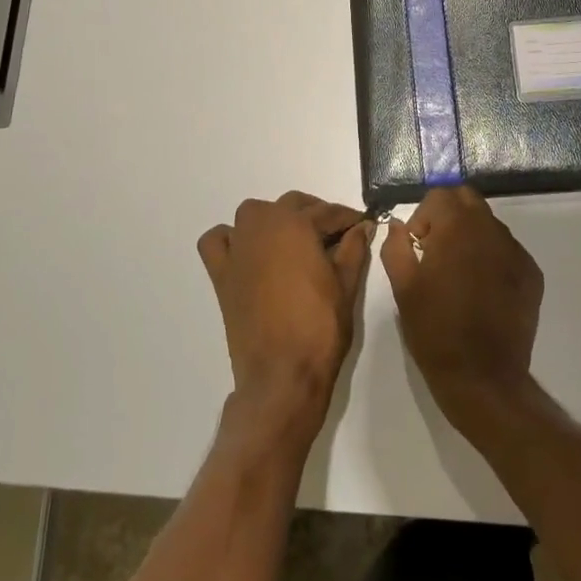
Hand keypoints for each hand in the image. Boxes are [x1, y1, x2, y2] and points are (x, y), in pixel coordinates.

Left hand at [197, 193, 369, 448]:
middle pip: (291, 204)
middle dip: (315, 214)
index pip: (327, 212)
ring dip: (274, 218)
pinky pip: (218, 240)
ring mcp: (238, 249)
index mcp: (296, 226)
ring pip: (253, 214)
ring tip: (294, 240)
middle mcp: (263, 227)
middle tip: (335, 234)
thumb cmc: (320, 328)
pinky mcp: (222, 274)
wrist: (282, 375)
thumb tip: (363, 227)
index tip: (362, 223)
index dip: (348, 218)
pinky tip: (248, 251)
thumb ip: (354, 249)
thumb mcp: (346, 285)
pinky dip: (230, 238)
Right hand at [381, 187, 543, 437]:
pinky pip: (506, 250)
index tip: (417, 247)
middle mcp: (491, 230)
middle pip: (468, 200)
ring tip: (459, 274)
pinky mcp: (532, 274)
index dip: (423, 217)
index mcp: (458, 227)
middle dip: (448, 216)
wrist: (483, 378)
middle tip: (435, 252)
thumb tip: (399, 227)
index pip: (440, 195)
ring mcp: (516, 251)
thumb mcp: (403, 287)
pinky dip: (491, 257)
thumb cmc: (435, 330)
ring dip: (470, 236)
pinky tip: (482, 290)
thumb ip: (396, 247)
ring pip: (488, 224)